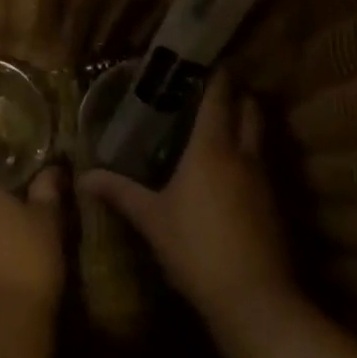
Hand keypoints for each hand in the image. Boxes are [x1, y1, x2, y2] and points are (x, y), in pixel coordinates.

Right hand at [80, 76, 296, 331]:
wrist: (252, 296)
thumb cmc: (195, 247)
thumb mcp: (151, 219)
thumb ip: (119, 192)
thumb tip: (82, 177)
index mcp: (211, 149)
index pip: (219, 98)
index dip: (216, 76)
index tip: (206, 61)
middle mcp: (243, 155)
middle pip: (250, 110)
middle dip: (237, 95)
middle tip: (211, 91)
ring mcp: (264, 179)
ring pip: (259, 137)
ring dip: (245, 124)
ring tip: (218, 125)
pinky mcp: (273, 204)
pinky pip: (261, 165)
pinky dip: (248, 155)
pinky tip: (229, 172)